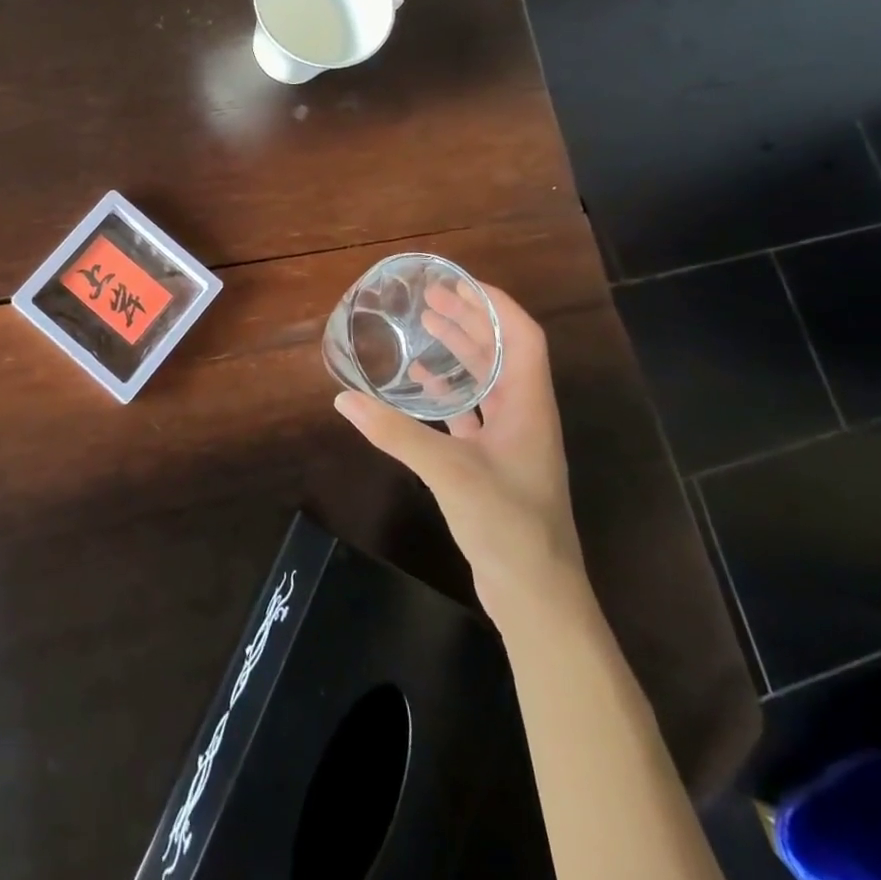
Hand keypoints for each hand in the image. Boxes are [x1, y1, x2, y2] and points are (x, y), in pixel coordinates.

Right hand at [334, 280, 586, 626]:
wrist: (536, 596)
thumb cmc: (506, 523)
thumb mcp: (448, 471)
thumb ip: (395, 432)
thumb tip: (344, 398)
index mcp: (529, 405)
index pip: (522, 336)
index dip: (495, 304)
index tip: (458, 283)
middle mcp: (525, 414)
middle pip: (502, 352)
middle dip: (470, 320)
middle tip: (431, 300)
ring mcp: (511, 441)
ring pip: (487, 381)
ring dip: (461, 352)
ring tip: (426, 327)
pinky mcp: (494, 464)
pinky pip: (472, 413)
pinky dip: (449, 393)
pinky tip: (421, 386)